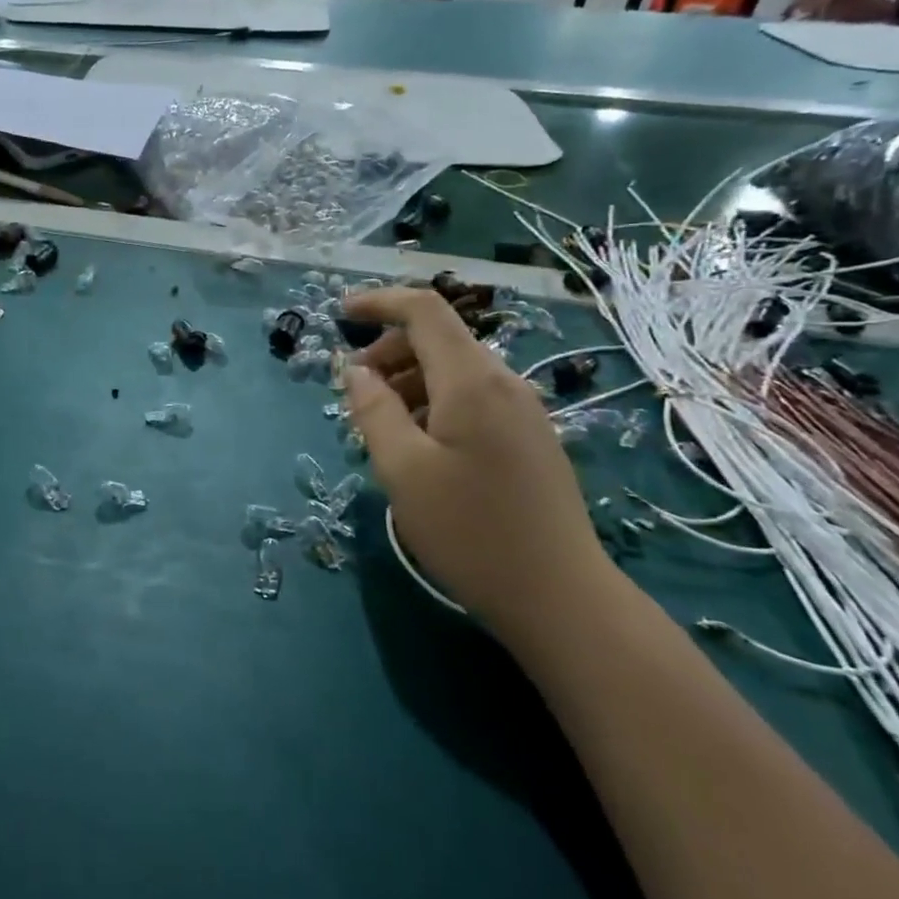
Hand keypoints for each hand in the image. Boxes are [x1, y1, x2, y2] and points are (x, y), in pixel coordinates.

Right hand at [343, 287, 610, 624]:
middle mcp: (504, 383)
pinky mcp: (529, 438)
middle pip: (439, 339)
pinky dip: (434, 403)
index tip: (339, 313)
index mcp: (472, 382)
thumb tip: (355, 371)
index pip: (424, 311)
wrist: (559, 597)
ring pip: (455, 371)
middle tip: (356, 393)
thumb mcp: (403, 470)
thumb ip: (373, 410)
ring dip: (409, 381)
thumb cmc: (469, 530)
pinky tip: (420, 448)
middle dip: (389, 351)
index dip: (379, 302)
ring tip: (382, 428)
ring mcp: (523, 411)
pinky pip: (473, 399)